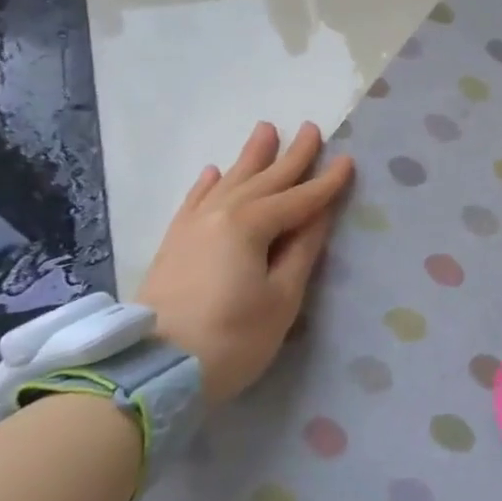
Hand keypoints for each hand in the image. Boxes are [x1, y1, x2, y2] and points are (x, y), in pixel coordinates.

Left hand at [136, 121, 353, 406]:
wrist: (152, 372)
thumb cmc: (232, 339)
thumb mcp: (282, 298)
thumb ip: (302, 250)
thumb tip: (318, 215)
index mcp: (251, 225)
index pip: (299, 198)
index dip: (327, 182)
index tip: (349, 160)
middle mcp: (220, 214)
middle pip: (265, 179)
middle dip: (292, 155)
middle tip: (311, 128)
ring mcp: (192, 226)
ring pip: (229, 181)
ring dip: (251, 157)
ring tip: (266, 130)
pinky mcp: (174, 242)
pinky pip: (195, 200)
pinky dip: (208, 183)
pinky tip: (215, 171)